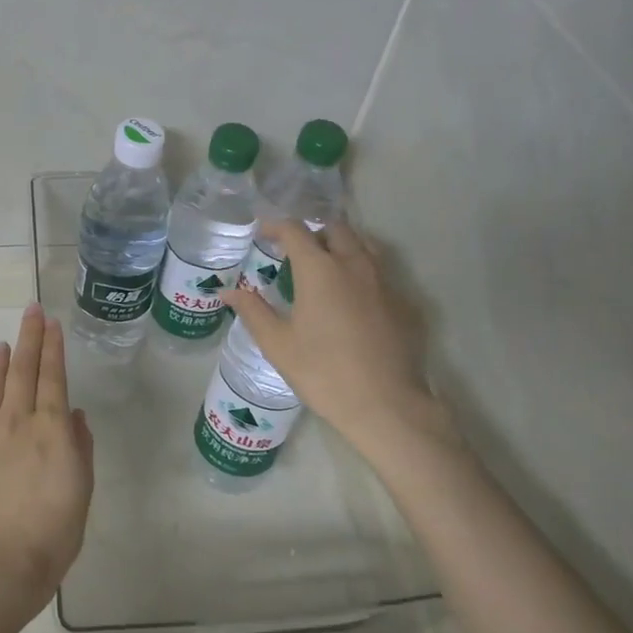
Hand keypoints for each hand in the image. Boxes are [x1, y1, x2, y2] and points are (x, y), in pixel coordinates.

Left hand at [0, 304, 95, 614]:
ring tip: (2, 345)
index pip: (53, 377)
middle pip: (22, 374)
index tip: (50, 322)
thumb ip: (80, 447)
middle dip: (28, 340)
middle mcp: (17, 424)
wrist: (2, 564)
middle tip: (30, 312)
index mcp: (50, 428)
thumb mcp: (83, 488)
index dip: (52, 347)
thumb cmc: (55, 530)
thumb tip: (74, 415)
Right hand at [222, 220, 456, 458]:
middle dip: (313, 233)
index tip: (263, 234)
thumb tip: (227, 291)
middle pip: (335, 229)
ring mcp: (385, 281)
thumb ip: (253, 311)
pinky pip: (382, 273)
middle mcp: (354, 264)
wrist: (386, 405)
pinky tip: (354, 298)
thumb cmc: (323, 373)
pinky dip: (363, 272)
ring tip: (326, 266)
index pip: (295, 230)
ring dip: (342, 245)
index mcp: (319, 269)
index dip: (276, 227)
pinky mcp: (405, 302)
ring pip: (364, 245)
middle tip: (295, 252)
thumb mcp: (278, 345)